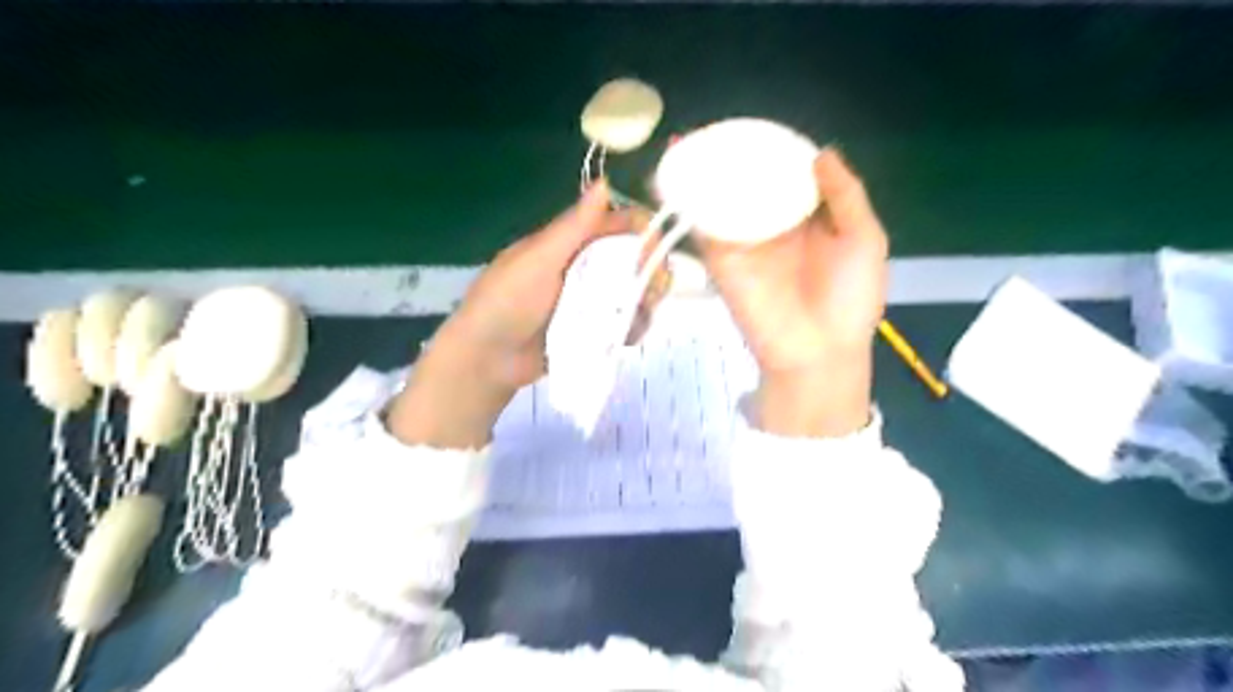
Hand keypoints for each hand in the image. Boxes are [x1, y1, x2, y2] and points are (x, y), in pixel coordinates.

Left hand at [389, 182, 668, 445]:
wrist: (486, 360)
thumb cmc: (506, 302)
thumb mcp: (538, 260)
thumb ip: (573, 227)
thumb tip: (604, 182)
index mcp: (569, 243)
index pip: (617, 225)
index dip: (643, 233)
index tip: (656, 254)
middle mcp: (584, 267)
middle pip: (633, 260)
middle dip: (650, 272)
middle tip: (654, 292)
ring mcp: (590, 301)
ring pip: (633, 293)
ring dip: (645, 302)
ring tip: (640, 319)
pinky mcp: (592, 330)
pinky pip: (623, 322)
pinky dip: (632, 327)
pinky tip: (628, 337)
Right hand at [691, 148, 886, 437]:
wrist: (818, 350)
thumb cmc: (850, 296)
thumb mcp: (864, 238)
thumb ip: (845, 194)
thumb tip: (821, 151)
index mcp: (806, 217)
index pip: (783, 175)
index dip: (769, 150)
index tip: (751, 128)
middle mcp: (770, 224)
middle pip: (745, 183)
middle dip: (725, 157)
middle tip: (706, 129)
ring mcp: (743, 240)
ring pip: (718, 199)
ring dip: (697, 173)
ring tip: (681, 142)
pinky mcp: (721, 258)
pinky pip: (702, 225)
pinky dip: (685, 201)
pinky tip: (672, 175)